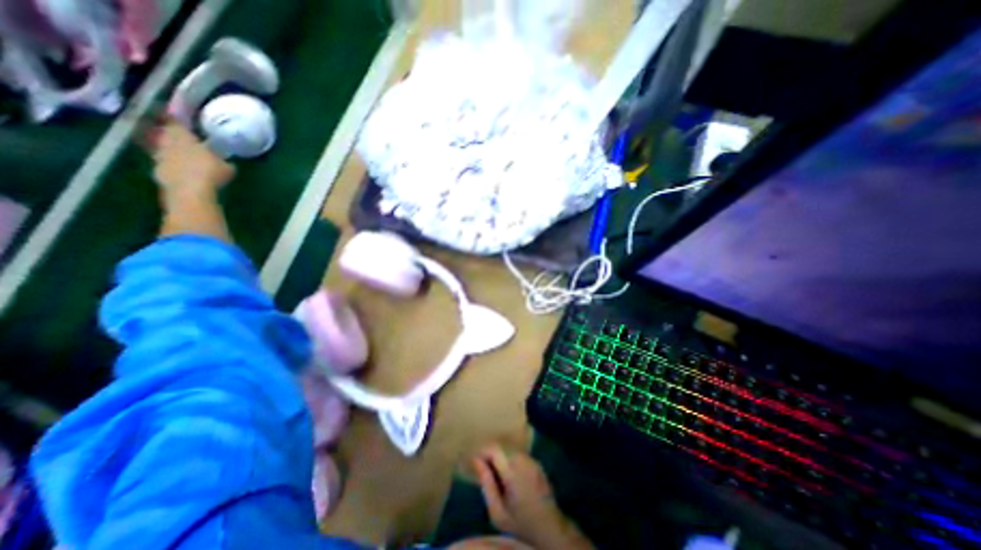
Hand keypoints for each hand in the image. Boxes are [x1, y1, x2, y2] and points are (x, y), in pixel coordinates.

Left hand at [145, 119, 234, 192]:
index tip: (177, 113)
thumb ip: (223, 160)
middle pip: (165, 134)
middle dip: (173, 135)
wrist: (190, 191)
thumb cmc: (210, 172)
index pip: (174, 119)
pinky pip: (167, 165)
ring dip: (173, 152)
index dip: (175, 115)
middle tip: (184, 138)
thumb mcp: (226, 166)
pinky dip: (174, 167)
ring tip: (186, 157)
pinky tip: (185, 173)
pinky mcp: (159, 172)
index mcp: (181, 134)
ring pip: (164, 149)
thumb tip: (225, 160)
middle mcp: (165, 142)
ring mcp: (159, 157)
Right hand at [471, 447, 592, 549]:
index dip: (482, 451)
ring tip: (493, 469)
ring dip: (500, 454)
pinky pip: (518, 453)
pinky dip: (509, 457)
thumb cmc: (520, 524)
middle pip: (502, 445)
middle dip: (490, 452)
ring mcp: (531, 460)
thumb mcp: (497, 512)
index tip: (474, 460)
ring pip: (510, 448)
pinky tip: (507, 472)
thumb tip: (476, 461)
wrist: (550, 529)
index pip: (494, 448)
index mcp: (512, 471)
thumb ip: (487, 484)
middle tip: (481, 466)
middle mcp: (523, 460)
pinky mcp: (536, 462)